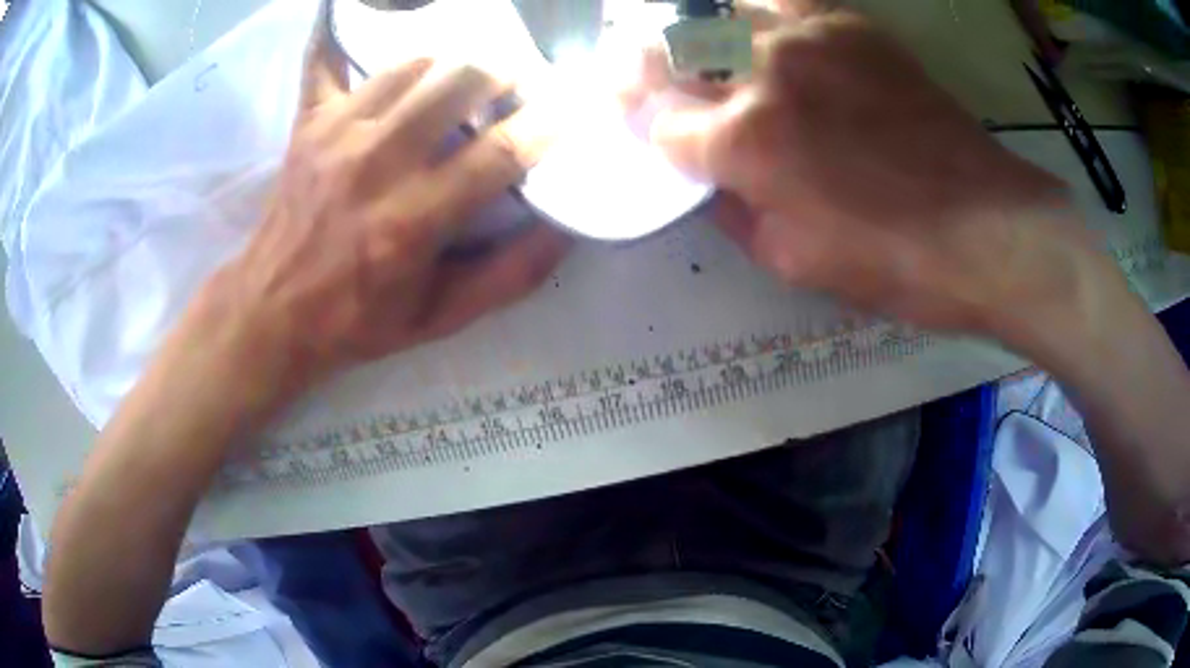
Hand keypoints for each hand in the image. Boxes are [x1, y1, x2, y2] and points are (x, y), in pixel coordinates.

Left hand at [195, 16, 570, 414]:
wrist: (272, 312)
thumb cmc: (357, 319)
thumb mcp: (440, 318)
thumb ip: (507, 277)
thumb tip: (565, 229)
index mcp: (413, 220)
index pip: (497, 154)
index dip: (544, 126)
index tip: (571, 109)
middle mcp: (377, 164)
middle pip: (457, 83)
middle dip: (502, 74)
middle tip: (517, 83)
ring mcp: (338, 134)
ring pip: (411, 65)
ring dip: (449, 62)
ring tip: (463, 76)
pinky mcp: (310, 122)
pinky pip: (329, 59)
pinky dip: (350, 36)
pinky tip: (373, 25)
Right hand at [632, 0, 1090, 334]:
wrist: (989, 228)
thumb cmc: (895, 262)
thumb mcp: (795, 263)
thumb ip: (736, 214)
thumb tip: (712, 182)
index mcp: (743, 142)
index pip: (660, 122)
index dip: (642, 127)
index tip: (639, 127)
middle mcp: (763, 72)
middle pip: (669, 51)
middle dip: (640, 67)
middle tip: (636, 77)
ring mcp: (809, 38)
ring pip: (717, 14)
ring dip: (692, 34)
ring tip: (696, 53)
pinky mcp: (851, 27)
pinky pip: (783, 2)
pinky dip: (757, 14)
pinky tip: (760, 33)